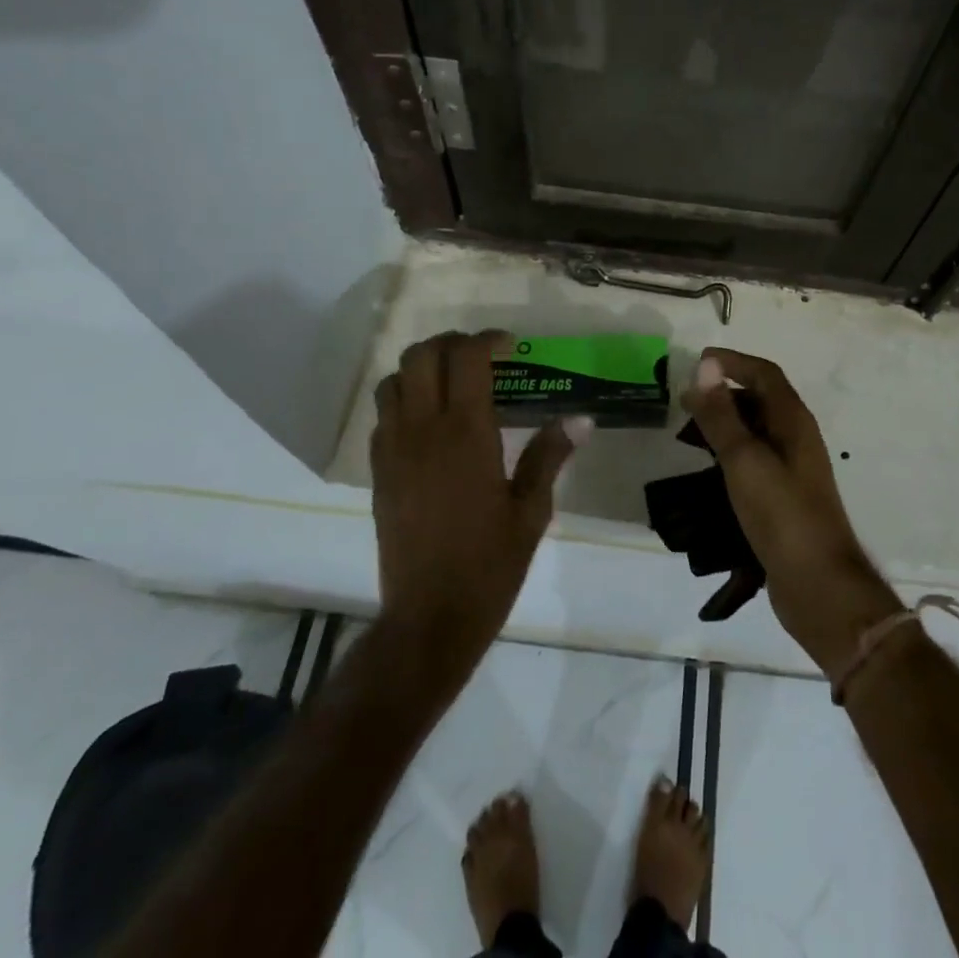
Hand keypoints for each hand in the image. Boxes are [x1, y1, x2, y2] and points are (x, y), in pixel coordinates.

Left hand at [370, 331, 587, 679]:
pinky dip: (404, 399)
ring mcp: (394, 449)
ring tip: (451, 382)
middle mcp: (424, 430)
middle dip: (452, 343)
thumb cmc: (489, 564)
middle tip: (480, 356)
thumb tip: (581, 419)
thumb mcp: (531, 511)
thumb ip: (550, 456)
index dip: (488, 340)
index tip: (510, 347)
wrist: (429, 617)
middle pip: (422, 355)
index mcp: (467, 434)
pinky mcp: (378, 471)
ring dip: (422, 367)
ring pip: (394, 380)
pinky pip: (383, 415)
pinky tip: (428, 422)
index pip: (467, 358)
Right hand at [680, 349, 902, 676]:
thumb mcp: (744, 460)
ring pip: (756, 432)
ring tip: (689, 435)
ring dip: (725, 425)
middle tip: (685, 402)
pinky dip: (730, 454)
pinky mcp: (784, 498)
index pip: (764, 374)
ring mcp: (792, 470)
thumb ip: (722, 415)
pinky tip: (709, 471)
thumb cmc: (782, 515)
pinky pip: (754, 461)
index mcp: (793, 421)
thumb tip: (706, 366)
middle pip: (761, 400)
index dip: (733, 362)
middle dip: (724, 394)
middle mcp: (796, 438)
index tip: (697, 362)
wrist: (819, 585)